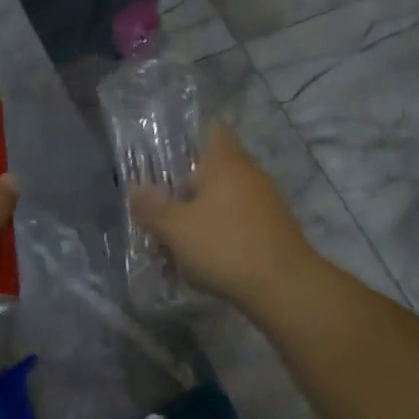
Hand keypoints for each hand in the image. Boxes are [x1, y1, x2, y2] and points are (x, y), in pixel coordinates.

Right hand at [129, 124, 317, 310]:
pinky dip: (218, 237)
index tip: (168, 160)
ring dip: (199, 219)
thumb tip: (135, 189)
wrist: (283, 286)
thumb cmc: (223, 246)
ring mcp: (266, 203)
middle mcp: (249, 175)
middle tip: (160, 212)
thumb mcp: (175, 229)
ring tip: (174, 247)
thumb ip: (151, 207)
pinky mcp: (273, 230)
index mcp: (225, 163)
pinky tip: (200, 263)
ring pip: (223, 202)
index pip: (212, 131)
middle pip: (213, 172)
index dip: (191, 139)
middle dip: (186, 191)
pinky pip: (237, 224)